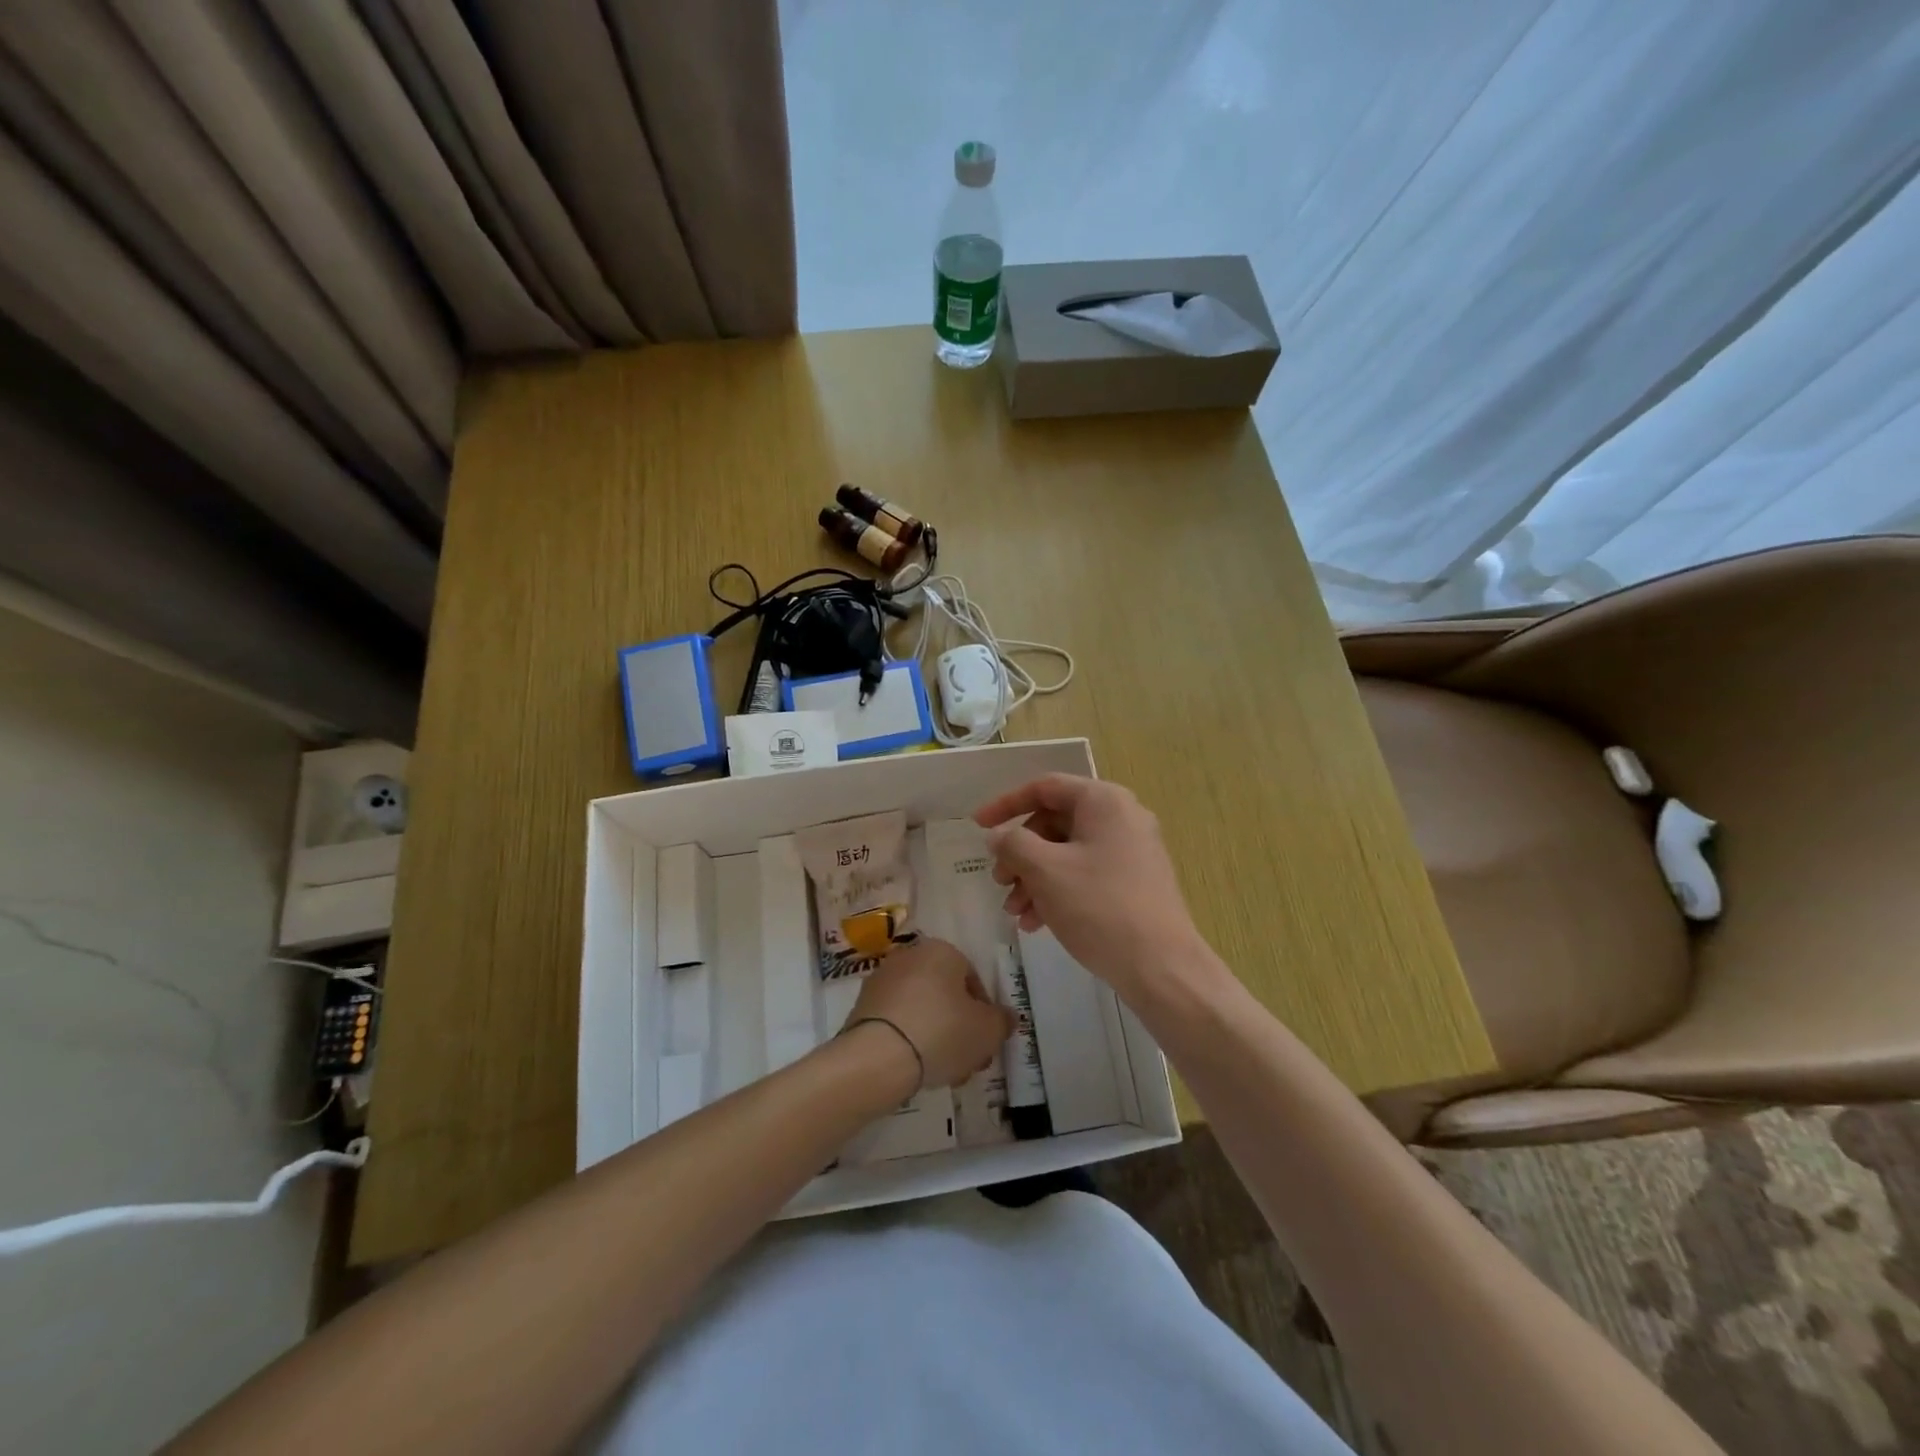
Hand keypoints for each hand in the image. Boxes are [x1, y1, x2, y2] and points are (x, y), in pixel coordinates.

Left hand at [842, 938, 1013, 1090]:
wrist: (877, 1057)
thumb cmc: (941, 1032)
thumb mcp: (987, 1030)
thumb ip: (1002, 1021)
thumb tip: (1005, 1017)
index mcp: (942, 951)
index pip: (973, 979)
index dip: (985, 1014)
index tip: (986, 1043)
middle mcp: (910, 956)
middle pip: (946, 995)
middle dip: (961, 1029)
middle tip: (969, 1061)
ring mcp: (882, 981)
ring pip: (922, 1010)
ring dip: (937, 1038)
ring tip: (944, 1073)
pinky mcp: (862, 1007)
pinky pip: (897, 1022)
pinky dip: (910, 1040)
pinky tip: (916, 1070)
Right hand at [974, 774, 1206, 998]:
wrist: (1161, 967)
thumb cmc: (1099, 907)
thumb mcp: (1045, 870)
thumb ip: (1013, 844)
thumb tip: (999, 836)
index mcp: (1104, 801)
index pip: (1044, 787)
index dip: (1005, 804)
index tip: (976, 826)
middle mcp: (1122, 817)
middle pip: (1054, 822)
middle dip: (1020, 853)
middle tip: (999, 882)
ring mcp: (1132, 851)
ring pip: (1067, 852)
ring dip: (1034, 878)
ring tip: (1015, 912)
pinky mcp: (1135, 882)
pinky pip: (1086, 874)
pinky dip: (1057, 891)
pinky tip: (1037, 923)